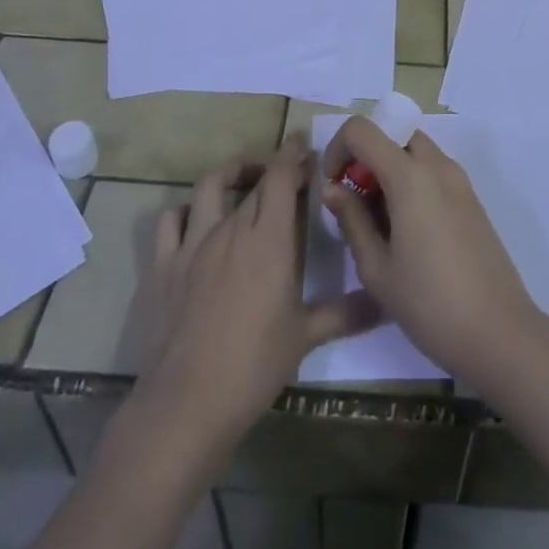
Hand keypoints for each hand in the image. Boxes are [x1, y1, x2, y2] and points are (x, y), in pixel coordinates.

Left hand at [123, 136, 379, 442]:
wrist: (187, 403)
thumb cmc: (254, 366)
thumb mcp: (306, 337)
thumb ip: (345, 313)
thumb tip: (385, 302)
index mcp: (269, 238)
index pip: (282, 176)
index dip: (294, 155)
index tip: (305, 146)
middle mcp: (231, 228)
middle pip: (254, 180)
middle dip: (273, 167)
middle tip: (289, 172)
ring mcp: (193, 243)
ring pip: (210, 186)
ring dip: (230, 175)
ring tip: (243, 182)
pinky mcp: (163, 265)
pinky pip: (170, 220)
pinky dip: (185, 212)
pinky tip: (195, 222)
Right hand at [321, 117, 545, 389]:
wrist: (500, 333)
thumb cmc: (429, 303)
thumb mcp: (376, 268)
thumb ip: (351, 219)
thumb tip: (332, 188)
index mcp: (410, 175)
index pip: (362, 130)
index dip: (338, 149)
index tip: (333, 186)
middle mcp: (437, 165)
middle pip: (392, 135)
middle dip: (366, 158)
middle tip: (356, 203)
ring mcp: (459, 180)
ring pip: (414, 151)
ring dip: (390, 169)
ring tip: (380, 222)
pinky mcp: (472, 199)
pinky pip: (433, 171)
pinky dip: (412, 181)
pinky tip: (408, 231)